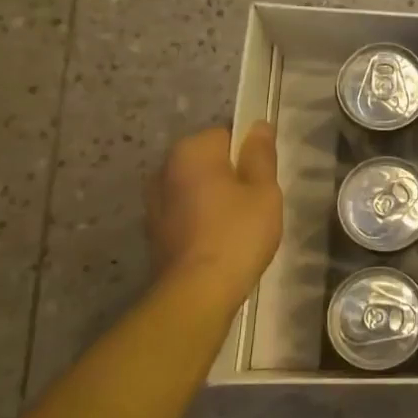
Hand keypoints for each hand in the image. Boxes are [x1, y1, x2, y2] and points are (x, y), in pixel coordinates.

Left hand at [146, 124, 282, 305]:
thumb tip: (258, 125)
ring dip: (215, 198)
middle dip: (231, 175)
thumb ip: (261, 155)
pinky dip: (202, 219)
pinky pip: (185, 212)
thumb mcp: (264, 190)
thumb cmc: (237, 233)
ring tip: (240, 225)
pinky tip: (220, 241)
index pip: (226, 135)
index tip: (264, 179)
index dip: (249, 155)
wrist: (197, 292)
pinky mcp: (153, 231)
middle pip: (208, 161)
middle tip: (257, 203)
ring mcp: (153, 202)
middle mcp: (164, 169)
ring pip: (196, 188)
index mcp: (190, 151)